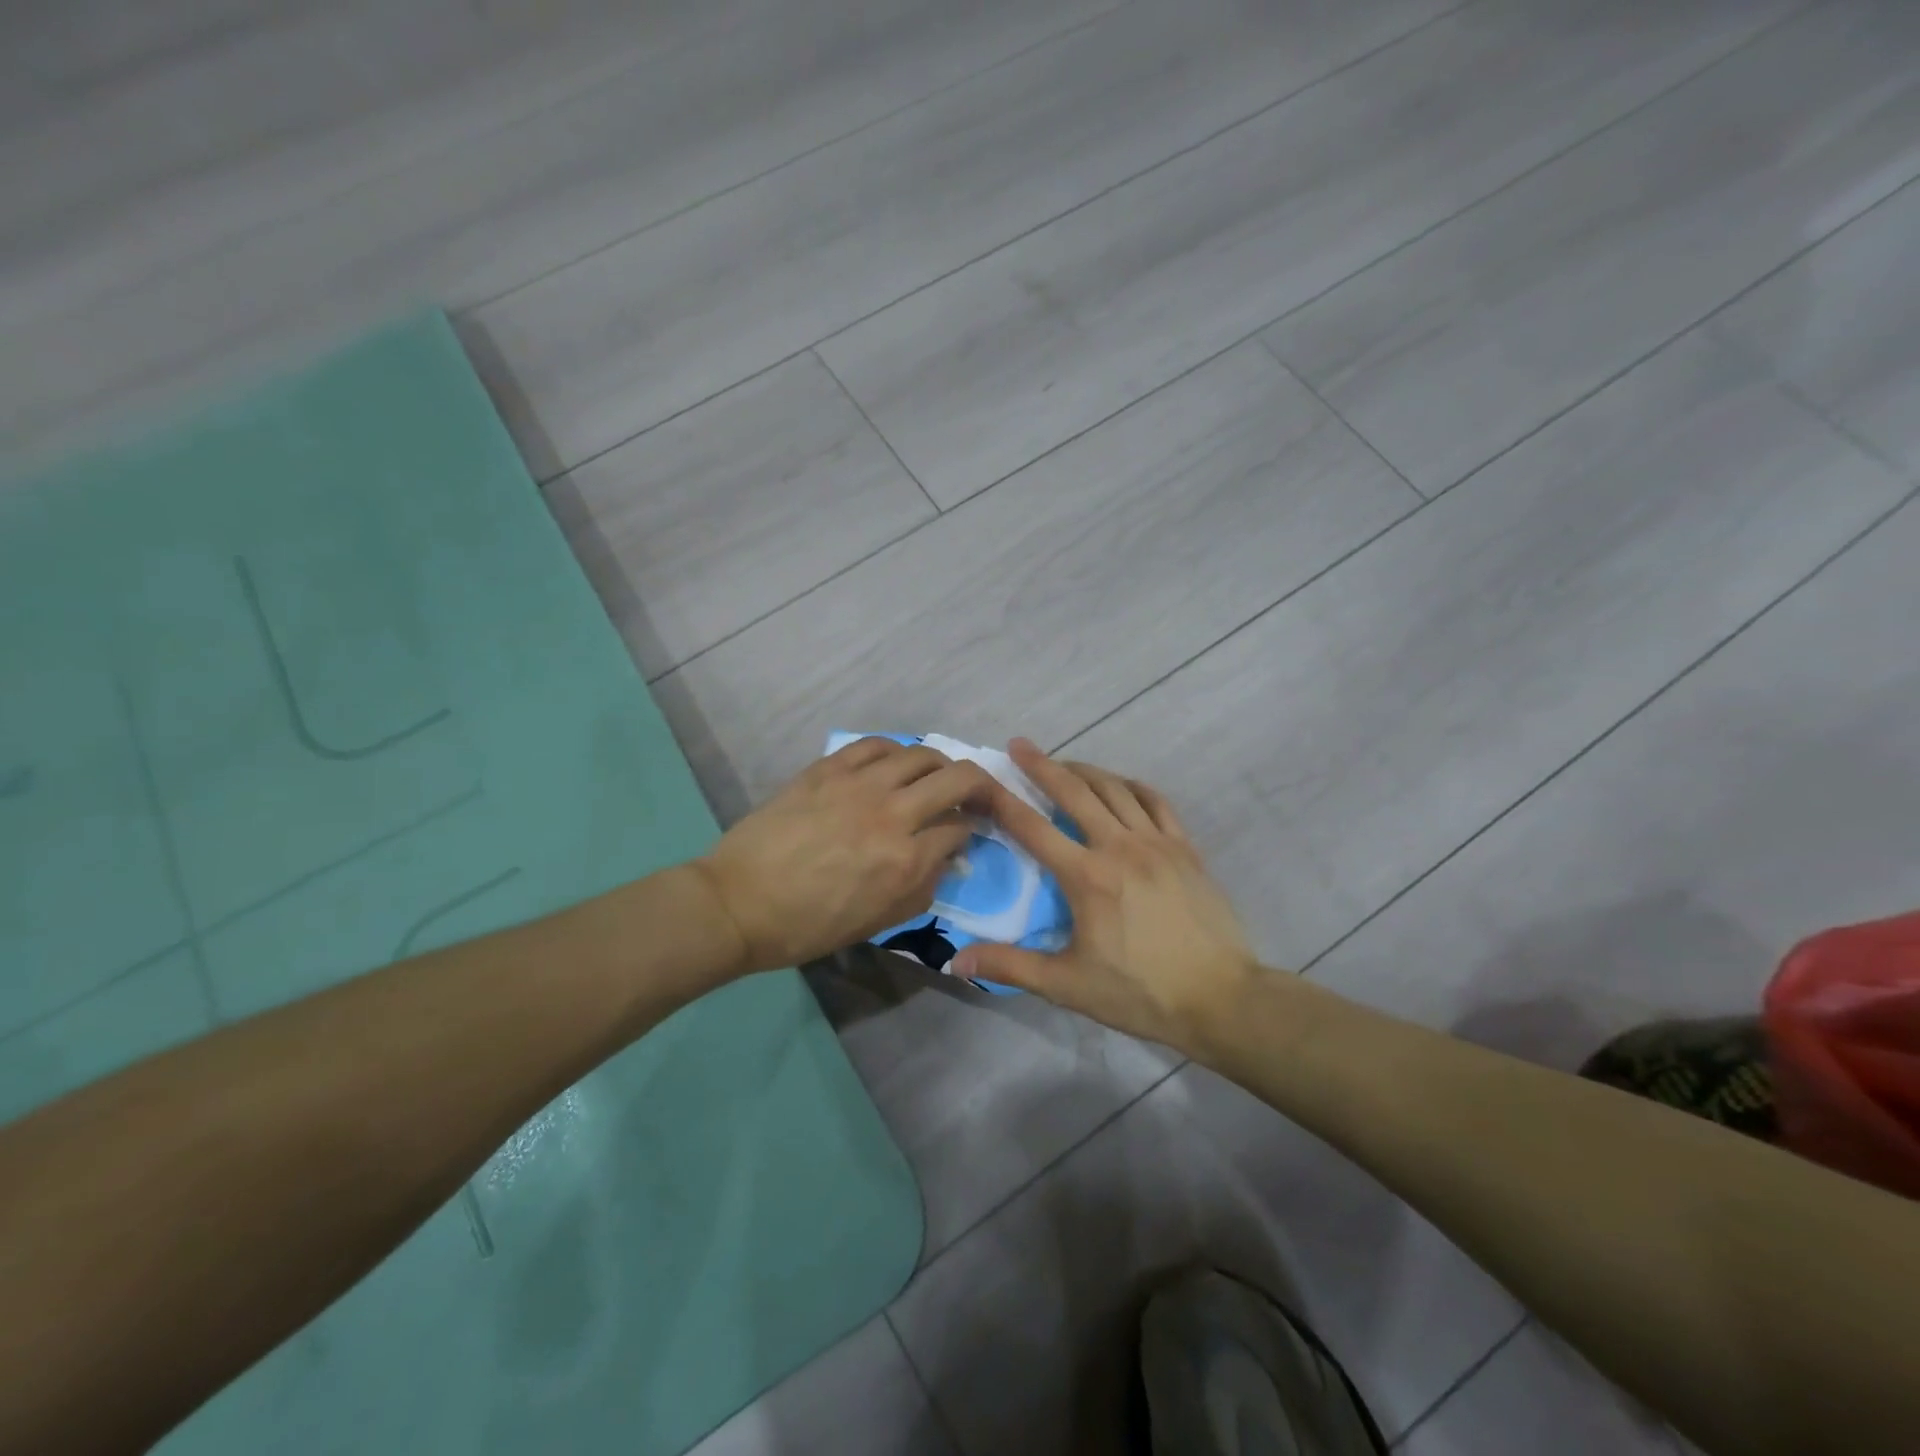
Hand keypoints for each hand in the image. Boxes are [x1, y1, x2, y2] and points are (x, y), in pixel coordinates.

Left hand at [693, 738, 993, 974]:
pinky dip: (896, 751)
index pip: (960, 829)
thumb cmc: (810, 926)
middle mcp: (892, 815)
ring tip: (935, 776)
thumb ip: (924, 887)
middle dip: (980, 786)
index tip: (964, 834)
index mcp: (906, 861)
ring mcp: (859, 785)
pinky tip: (895, 763)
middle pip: (958, 779)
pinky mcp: (829, 769)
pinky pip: (876, 745)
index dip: (971, 830)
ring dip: (940, 764)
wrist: (740, 904)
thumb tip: (947, 856)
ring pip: (922, 754)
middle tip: (975, 795)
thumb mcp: (879, 922)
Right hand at [954, 740, 1261, 1049]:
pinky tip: (1120, 785)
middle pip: (1074, 792)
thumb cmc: (1140, 993)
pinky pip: (1155, 801)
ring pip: (1114, 789)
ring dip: (1084, 770)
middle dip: (1042, 765)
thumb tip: (956, 960)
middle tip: (1019, 745)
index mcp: (1087, 876)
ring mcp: (1157, 843)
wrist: (1221, 998)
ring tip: (1064, 763)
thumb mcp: (1068, 985)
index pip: (1033, 828)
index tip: (982, 779)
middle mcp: (1119, 847)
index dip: (1002, 800)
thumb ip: (1011, 966)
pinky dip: (1132, 786)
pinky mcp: (1185, 848)